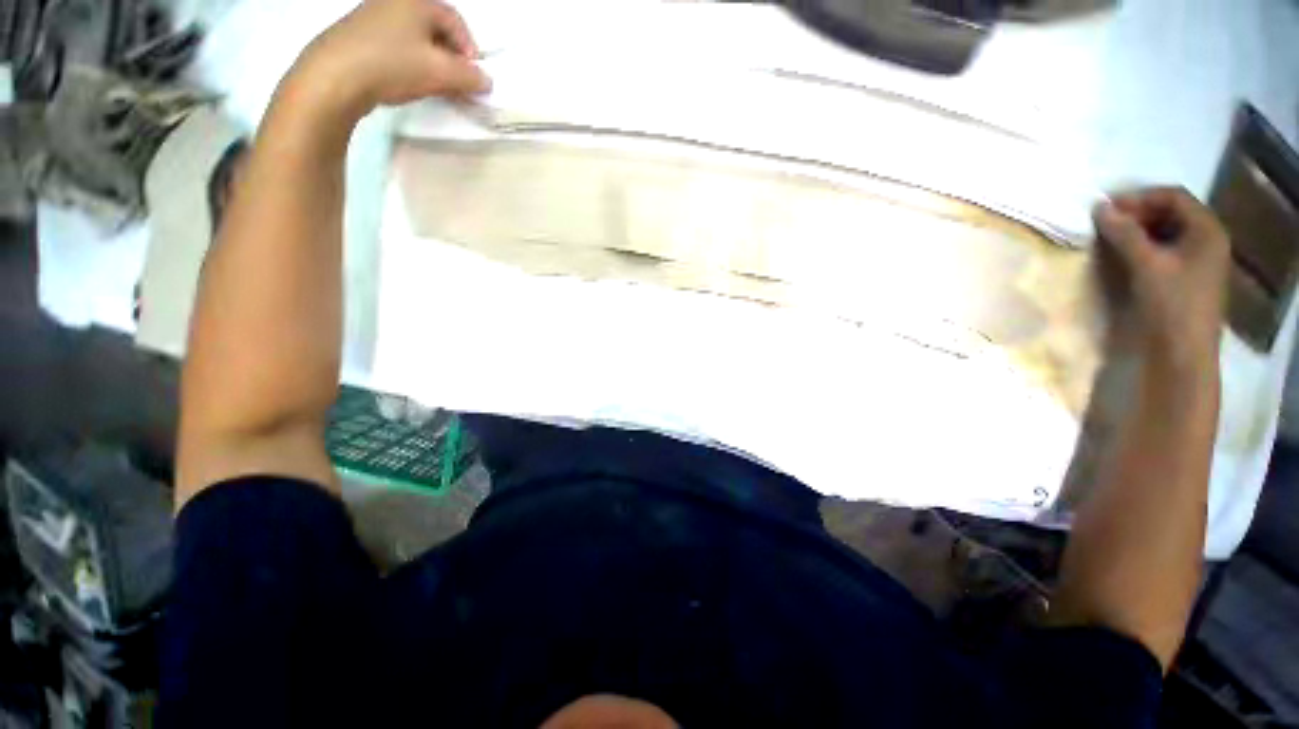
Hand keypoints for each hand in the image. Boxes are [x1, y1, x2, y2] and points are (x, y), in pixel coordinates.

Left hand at [292, 0, 489, 124]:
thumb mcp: (441, 73)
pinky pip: (396, 45)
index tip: (473, 77)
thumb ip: (470, 78)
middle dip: (451, 59)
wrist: (334, 76)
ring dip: (432, 63)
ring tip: (434, 87)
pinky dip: (410, 63)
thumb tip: (486, 81)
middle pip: (435, 30)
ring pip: (415, 39)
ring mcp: (373, 16)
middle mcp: (394, 1)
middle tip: (456, 85)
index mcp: (417, 1)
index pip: (456, 21)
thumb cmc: (393, 65)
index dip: (470, 50)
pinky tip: (408, 82)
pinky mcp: (359, 34)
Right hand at [1093, 187, 1230, 374]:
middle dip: (1137, 214)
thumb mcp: (1147, 265)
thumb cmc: (1172, 304)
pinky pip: (1164, 249)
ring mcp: (1198, 259)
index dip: (1140, 198)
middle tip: (1106, 223)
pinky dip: (1143, 247)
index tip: (1107, 209)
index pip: (1173, 196)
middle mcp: (1206, 239)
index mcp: (1207, 230)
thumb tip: (1099, 208)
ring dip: (1138, 231)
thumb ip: (1124, 234)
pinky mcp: (1186, 277)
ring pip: (1165, 231)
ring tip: (1111, 239)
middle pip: (1170, 212)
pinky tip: (1125, 256)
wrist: (1183, 353)